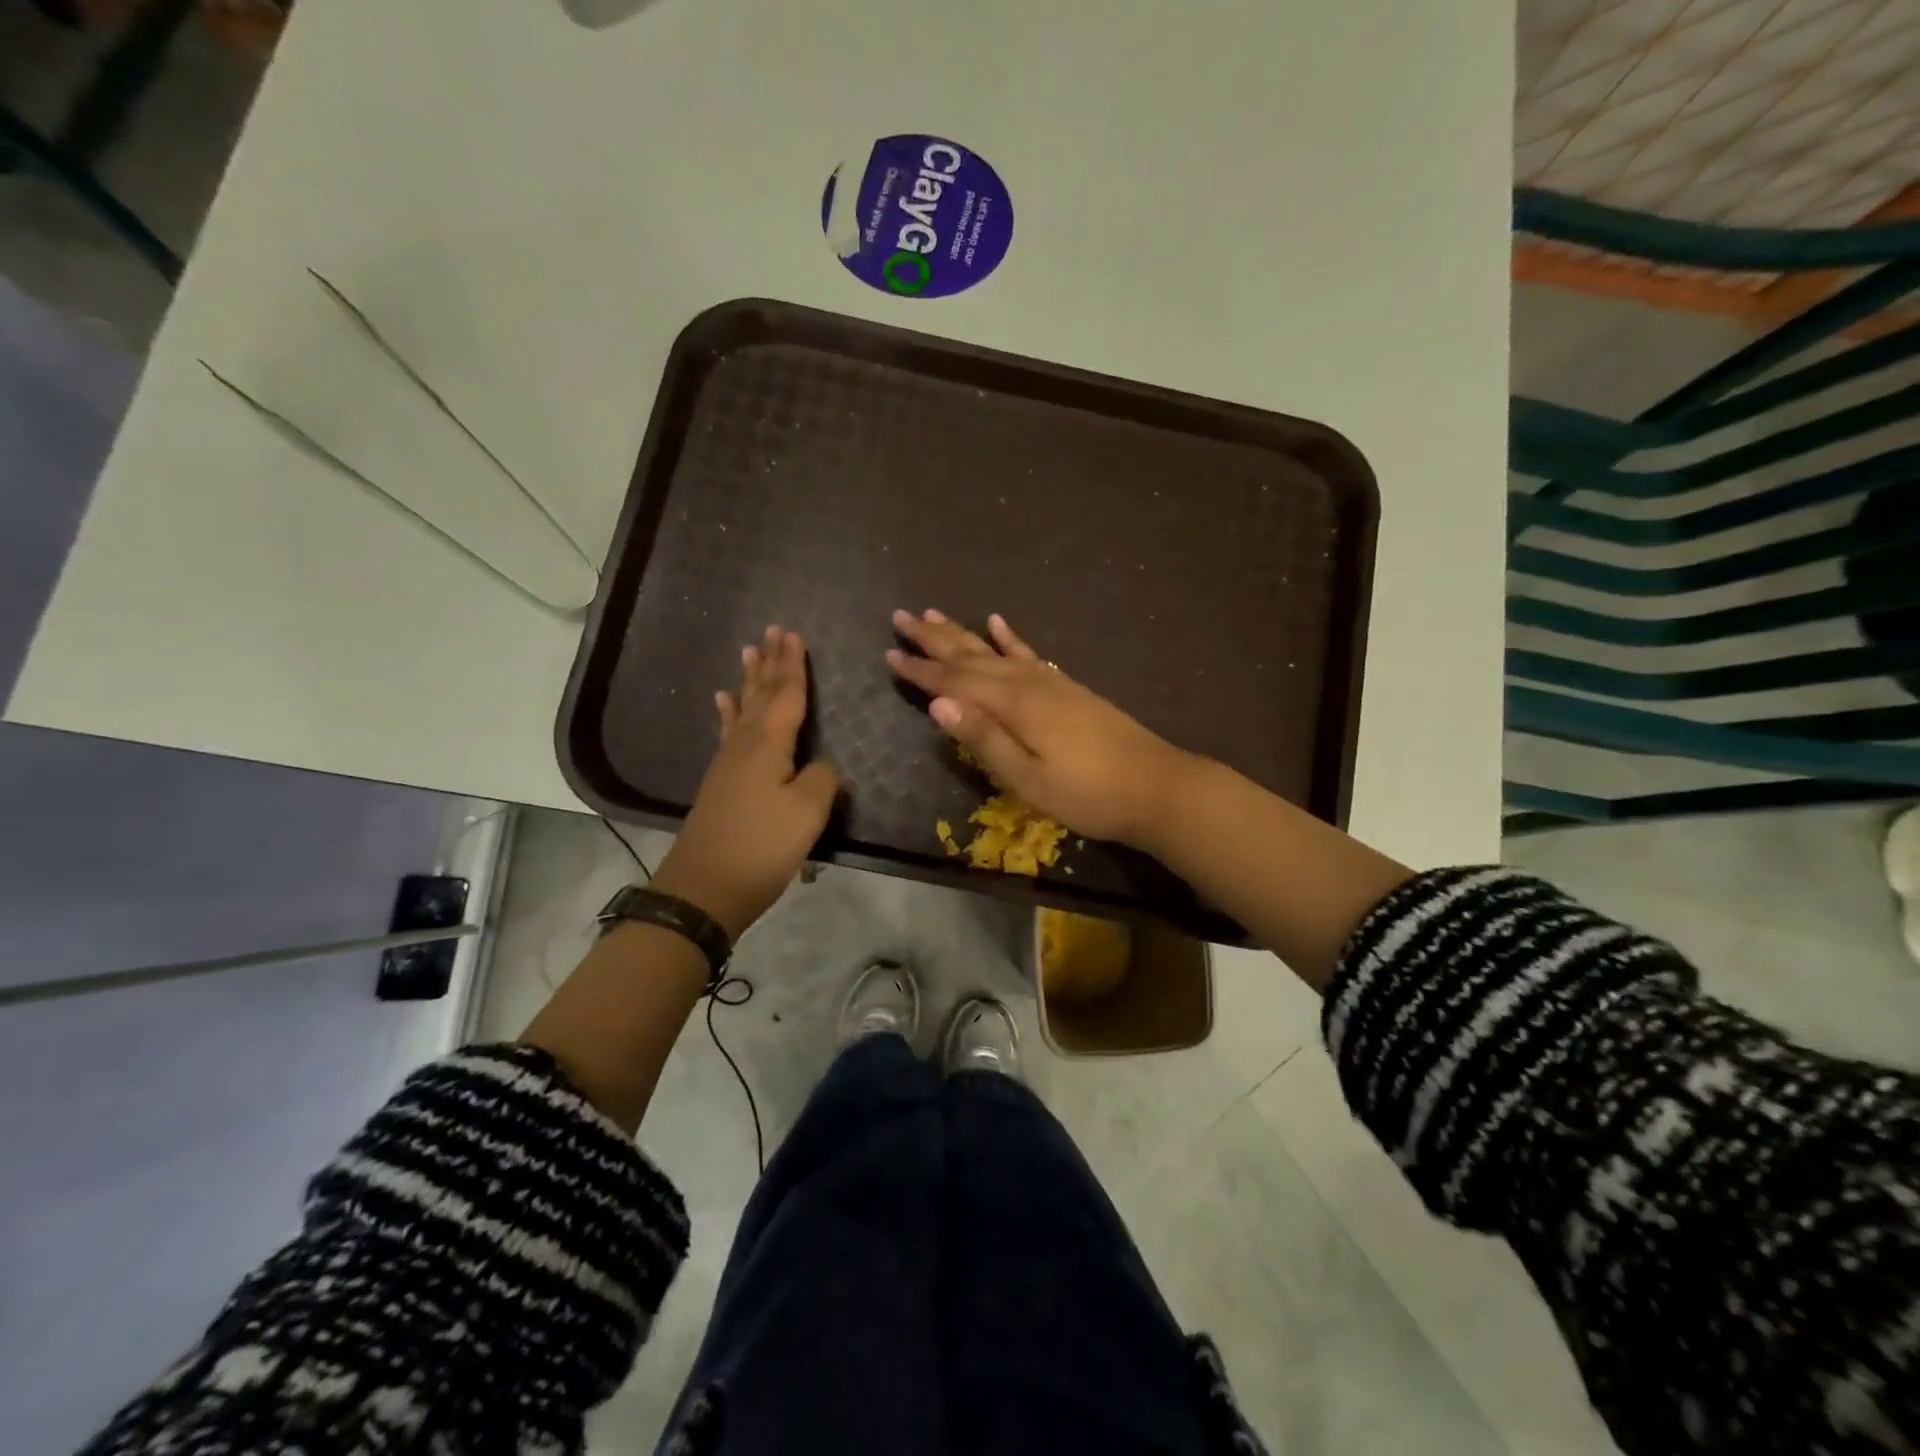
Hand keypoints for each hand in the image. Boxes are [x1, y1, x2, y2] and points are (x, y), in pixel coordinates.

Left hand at [650, 626, 839, 939]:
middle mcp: (745, 744)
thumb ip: (822, 779)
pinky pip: (728, 732)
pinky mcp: (721, 782)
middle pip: (761, 695)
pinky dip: (728, 713)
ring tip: (749, 652)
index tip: (794, 635)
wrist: (705, 888)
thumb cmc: (762, 846)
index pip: (786, 695)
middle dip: (770, 663)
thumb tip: (822, 766)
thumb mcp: (807, 812)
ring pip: (743, 709)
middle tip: (773, 631)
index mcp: (768, 744)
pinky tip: (723, 702)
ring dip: (749, 680)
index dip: (793, 666)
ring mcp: (728, 762)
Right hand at [885, 609, 1195, 846]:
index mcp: (1013, 706)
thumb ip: (984, 741)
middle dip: (933, 639)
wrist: (1156, 786)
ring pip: (995, 649)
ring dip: (962, 633)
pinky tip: (997, 622)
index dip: (920, 671)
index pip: (954, 683)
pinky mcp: (1067, 687)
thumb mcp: (1029, 779)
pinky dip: (1009, 637)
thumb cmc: (1088, 794)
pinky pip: (1029, 653)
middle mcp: (1028, 683)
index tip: (889, 654)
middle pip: (971, 655)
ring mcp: (1051, 681)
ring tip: (935, 613)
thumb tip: (938, 706)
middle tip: (901, 617)